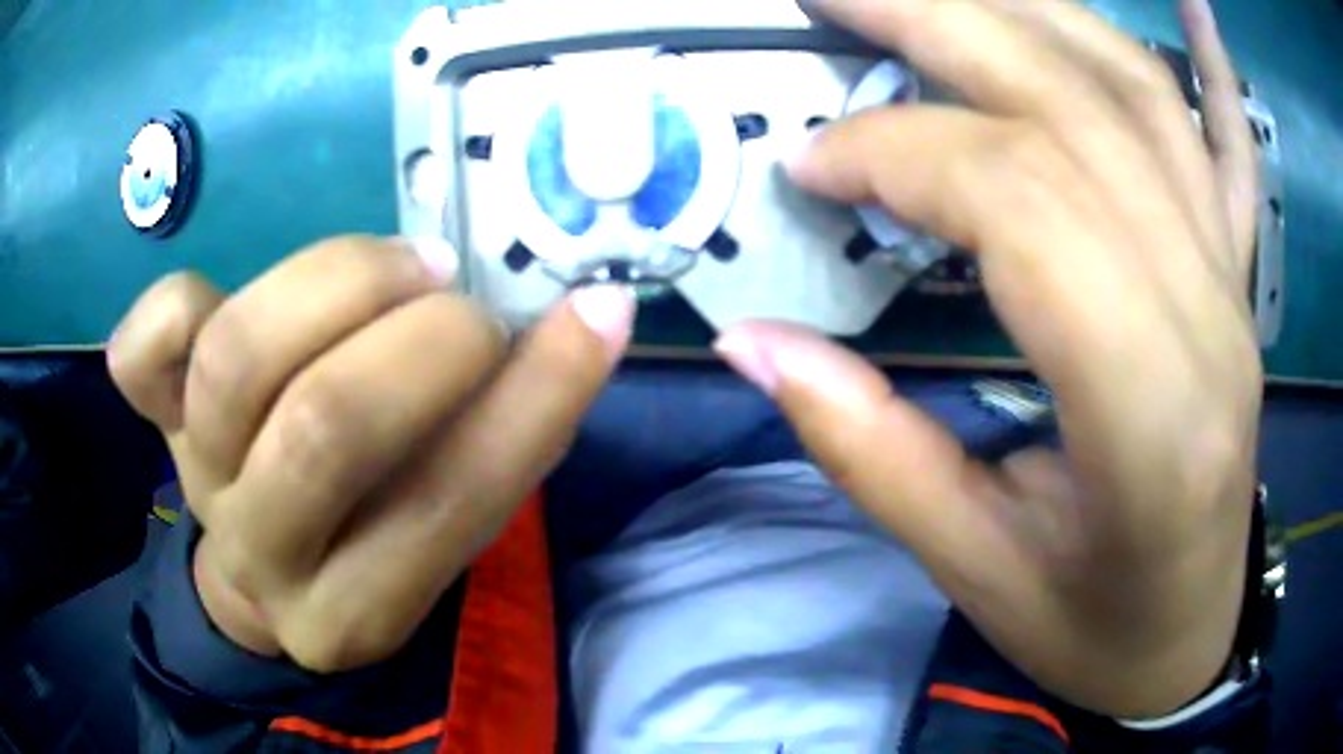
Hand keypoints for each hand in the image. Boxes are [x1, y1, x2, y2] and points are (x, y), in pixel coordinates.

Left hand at [109, 236, 634, 671]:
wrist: (264, 562)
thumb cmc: (367, 536)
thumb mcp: (440, 522)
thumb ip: (497, 436)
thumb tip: (582, 321)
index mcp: (356, 609)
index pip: (448, 504)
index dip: (533, 399)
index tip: (594, 315)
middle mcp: (264, 556)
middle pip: (324, 427)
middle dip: (421, 341)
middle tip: (463, 302)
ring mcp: (195, 479)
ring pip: (238, 358)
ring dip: (337, 283)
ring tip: (401, 265)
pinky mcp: (154, 420)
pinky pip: (143, 351)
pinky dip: (180, 300)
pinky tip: (228, 296)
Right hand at [716, 0, 1259, 717]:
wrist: (1186, 639)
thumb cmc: (1092, 628)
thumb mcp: (975, 573)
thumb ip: (869, 452)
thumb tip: (751, 343)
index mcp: (1150, 416)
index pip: (1026, 204)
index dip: (901, 154)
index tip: (812, 165)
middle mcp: (1209, 317)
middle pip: (1079, 109)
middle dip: (941, 21)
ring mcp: (1234, 282)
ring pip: (1142, 95)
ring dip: (1032, 11)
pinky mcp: (1239, 277)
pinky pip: (1231, 143)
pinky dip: (1212, 61)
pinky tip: (1192, 2)